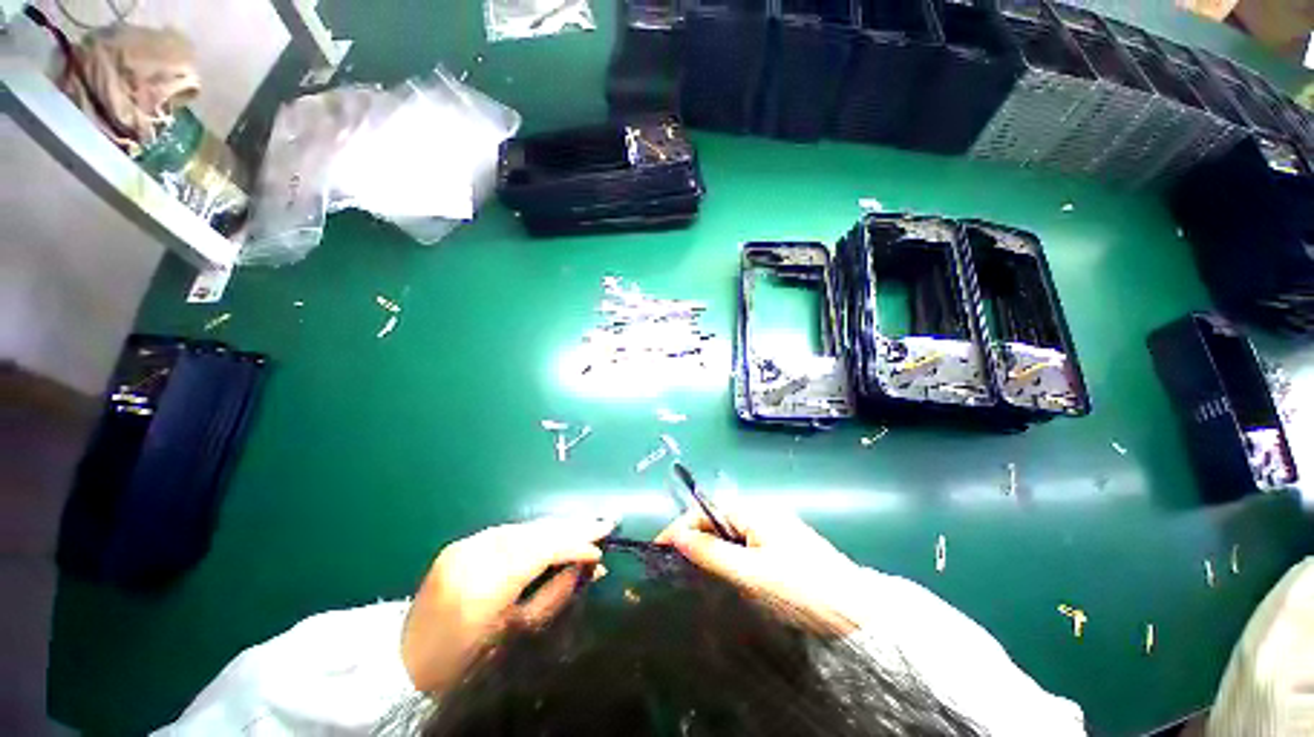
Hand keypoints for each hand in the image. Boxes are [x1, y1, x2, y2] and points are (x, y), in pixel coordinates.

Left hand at [401, 517, 614, 692]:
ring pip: (524, 527)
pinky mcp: (461, 544)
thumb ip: (556, 595)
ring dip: (556, 527)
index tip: (603, 545)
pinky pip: (509, 532)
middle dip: (572, 526)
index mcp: (485, 583)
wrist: (403, 664)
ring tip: (586, 526)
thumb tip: (590, 568)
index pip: (542, 549)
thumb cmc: (465, 662)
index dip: (575, 544)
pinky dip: (535, 532)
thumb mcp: (517, 634)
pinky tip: (554, 533)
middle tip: (605, 522)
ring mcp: (465, 545)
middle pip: (535, 531)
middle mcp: (474, 553)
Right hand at [655, 505, 862, 635]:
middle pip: (717, 522)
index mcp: (754, 512)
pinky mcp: (783, 550)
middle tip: (675, 567)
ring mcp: (775, 532)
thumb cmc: (800, 590)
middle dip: (694, 540)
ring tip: (694, 575)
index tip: (658, 549)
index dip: (680, 528)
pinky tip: (725, 580)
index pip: (706, 511)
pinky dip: (729, 560)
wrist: (858, 616)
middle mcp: (763, 515)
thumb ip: (711, 553)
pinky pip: (745, 549)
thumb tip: (676, 536)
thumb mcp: (750, 574)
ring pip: (730, 537)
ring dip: (711, 552)